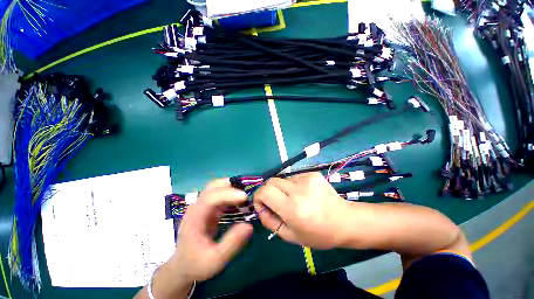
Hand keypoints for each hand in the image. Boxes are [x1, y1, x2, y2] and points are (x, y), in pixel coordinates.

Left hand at [168, 178, 252, 281]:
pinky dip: (231, 194)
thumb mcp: (215, 260)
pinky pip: (221, 195)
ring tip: (246, 197)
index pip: (211, 197)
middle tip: (247, 194)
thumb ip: (232, 243)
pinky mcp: (208, 207)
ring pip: (218, 187)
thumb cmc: (196, 264)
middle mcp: (197, 206)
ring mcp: (202, 205)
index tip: (245, 197)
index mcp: (194, 217)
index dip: (228, 194)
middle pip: (213, 186)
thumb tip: (249, 225)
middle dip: (231, 186)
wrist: (182, 266)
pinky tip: (240, 202)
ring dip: (232, 189)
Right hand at [253, 172, 347, 248]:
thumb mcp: (290, 235)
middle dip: (268, 191)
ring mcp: (307, 179)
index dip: (258, 197)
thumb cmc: (318, 234)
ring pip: (282, 179)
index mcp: (292, 208)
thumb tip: (260, 207)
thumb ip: (269, 221)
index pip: (264, 192)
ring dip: (282, 189)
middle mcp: (299, 190)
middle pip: (271, 181)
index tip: (262, 205)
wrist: (345, 221)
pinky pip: (294, 177)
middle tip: (276, 202)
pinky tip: (303, 194)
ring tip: (294, 199)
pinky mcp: (313, 174)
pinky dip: (293, 185)